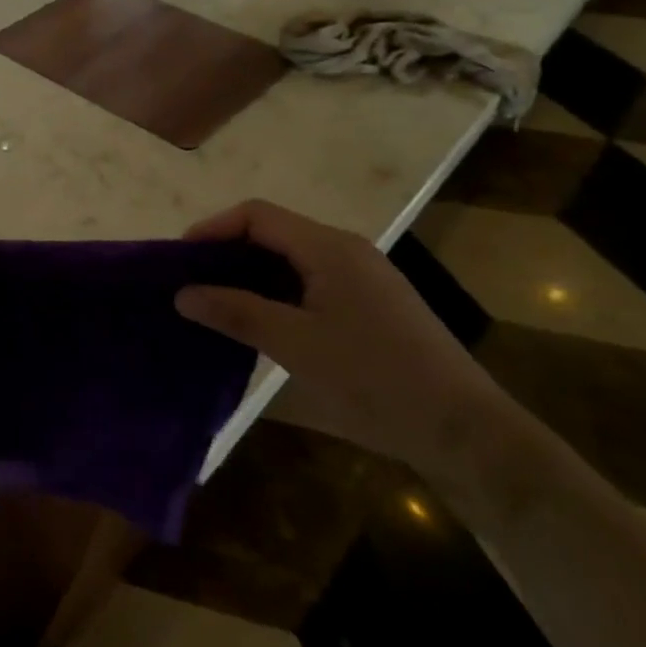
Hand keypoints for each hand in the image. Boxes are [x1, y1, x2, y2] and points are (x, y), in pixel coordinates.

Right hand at [174, 200, 502, 480]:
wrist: (465, 430)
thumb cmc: (374, 379)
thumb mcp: (294, 345)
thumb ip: (236, 312)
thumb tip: (182, 293)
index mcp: (328, 248)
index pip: (257, 215)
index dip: (213, 229)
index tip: (179, 261)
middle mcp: (347, 250)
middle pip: (274, 232)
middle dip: (227, 252)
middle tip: (192, 285)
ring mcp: (364, 277)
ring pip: (292, 258)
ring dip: (251, 274)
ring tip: (218, 304)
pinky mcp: (373, 304)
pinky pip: (311, 281)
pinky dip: (277, 292)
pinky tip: (264, 323)